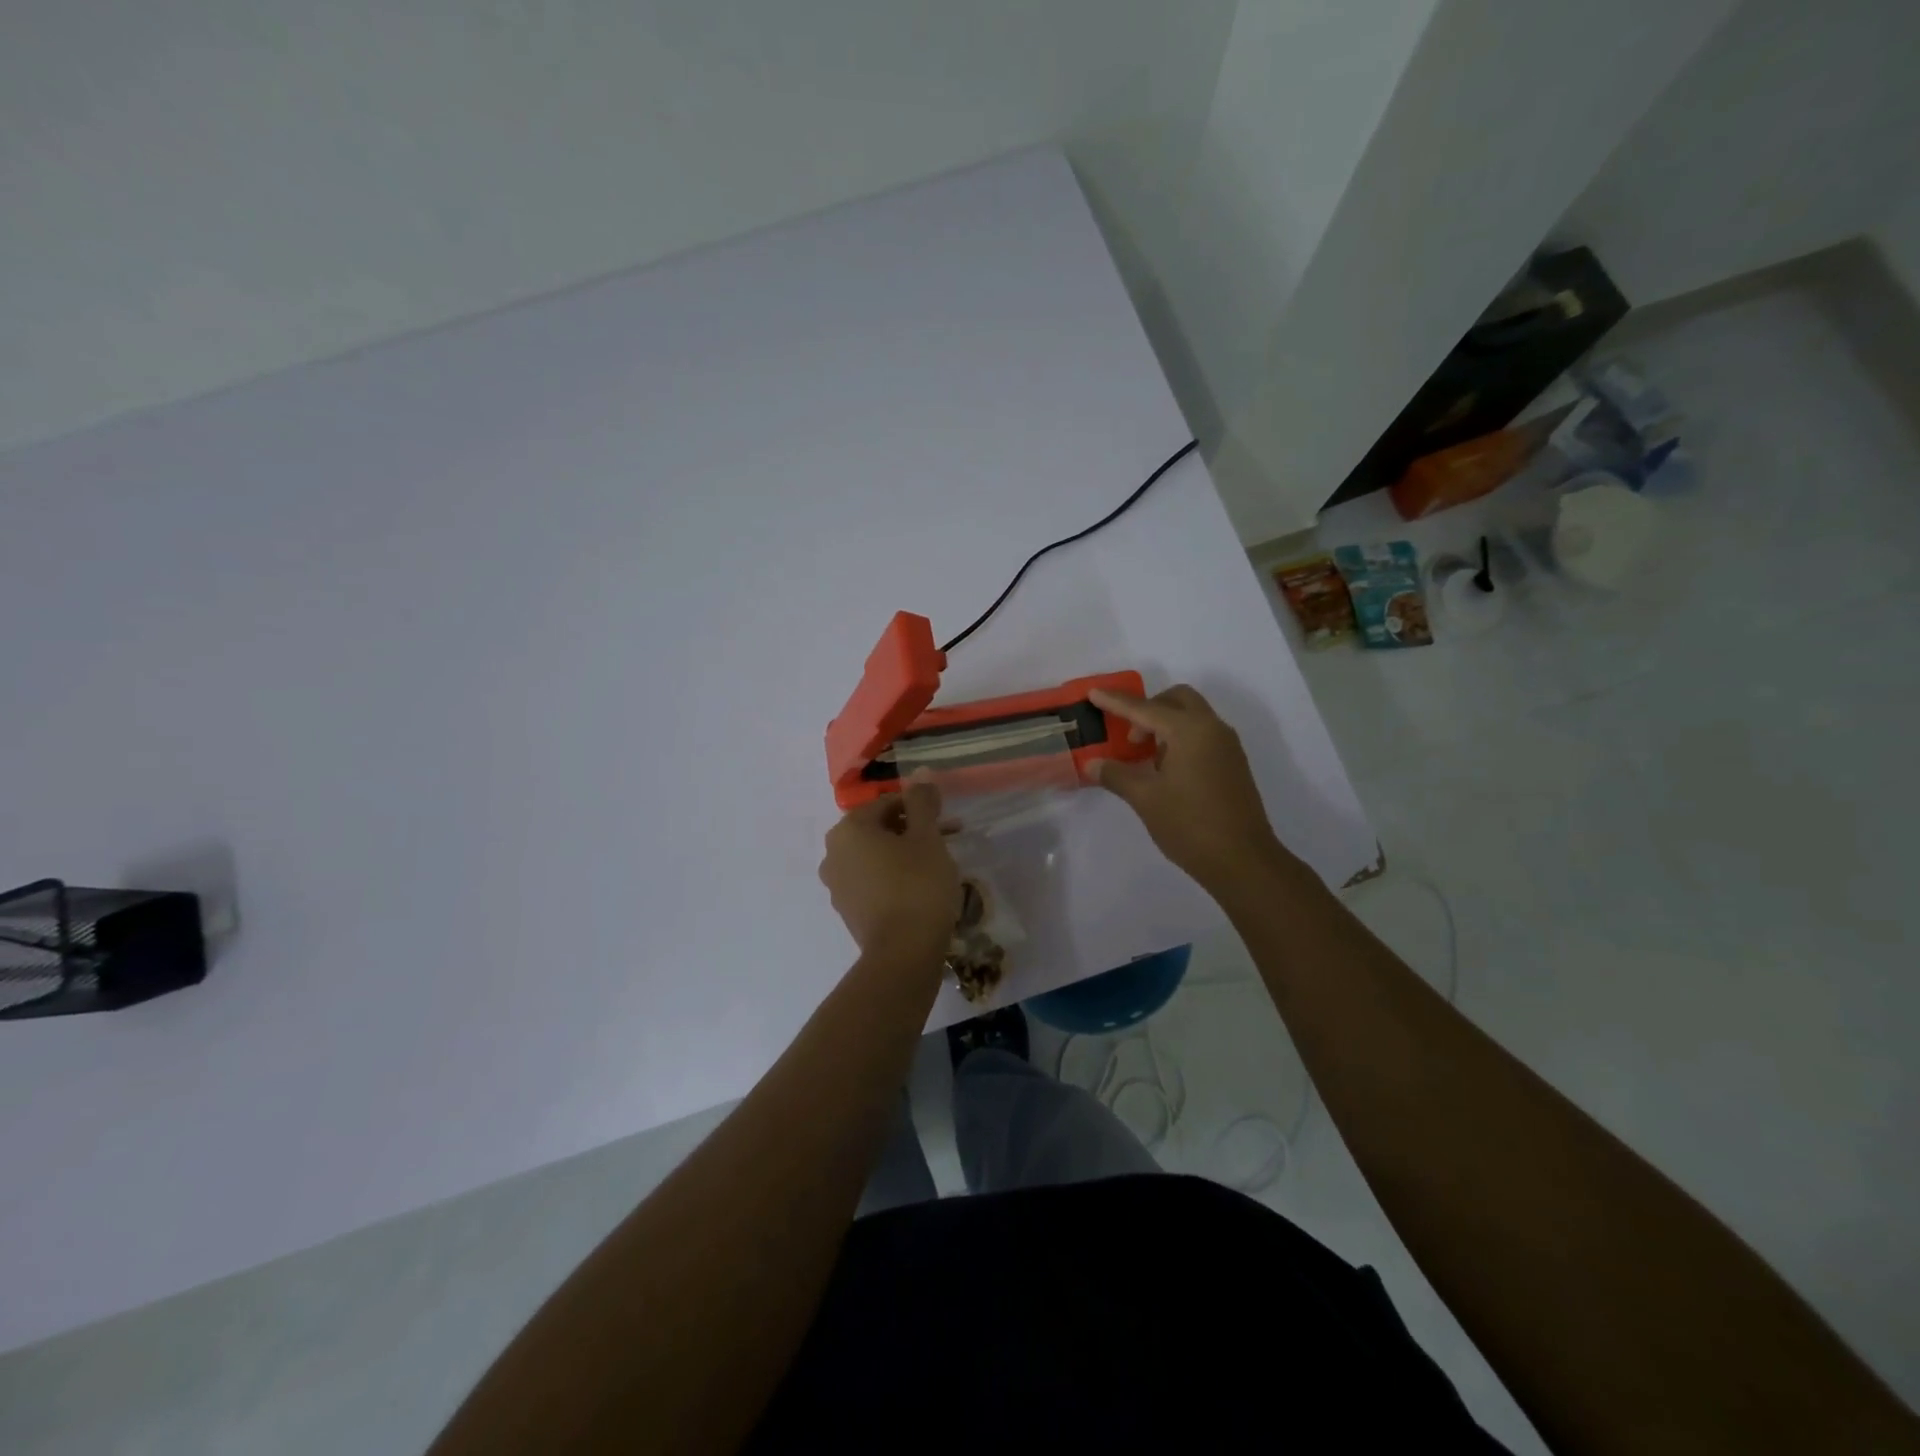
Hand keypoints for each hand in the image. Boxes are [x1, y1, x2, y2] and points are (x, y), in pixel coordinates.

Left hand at [818, 778, 961, 955]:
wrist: (903, 953)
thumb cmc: (917, 885)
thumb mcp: (927, 837)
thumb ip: (922, 802)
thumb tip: (920, 773)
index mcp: (848, 829)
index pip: (888, 804)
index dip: (920, 809)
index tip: (947, 822)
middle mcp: (833, 853)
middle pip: (880, 830)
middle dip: (914, 831)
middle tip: (947, 841)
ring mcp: (837, 885)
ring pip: (876, 857)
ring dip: (905, 854)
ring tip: (938, 866)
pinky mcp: (847, 911)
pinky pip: (872, 882)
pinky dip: (894, 878)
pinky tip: (920, 889)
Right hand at [1088, 684, 1289, 892]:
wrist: (1242, 860)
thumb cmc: (1190, 824)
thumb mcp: (1145, 799)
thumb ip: (1117, 775)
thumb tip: (1093, 763)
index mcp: (1189, 731)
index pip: (1145, 708)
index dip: (1116, 702)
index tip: (1093, 693)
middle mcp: (1212, 729)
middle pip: (1177, 700)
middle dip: (1148, 708)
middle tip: (1129, 736)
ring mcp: (1227, 746)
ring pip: (1192, 717)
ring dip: (1165, 724)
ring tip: (1145, 757)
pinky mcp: (1233, 764)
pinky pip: (1202, 735)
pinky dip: (1181, 739)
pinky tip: (1166, 771)